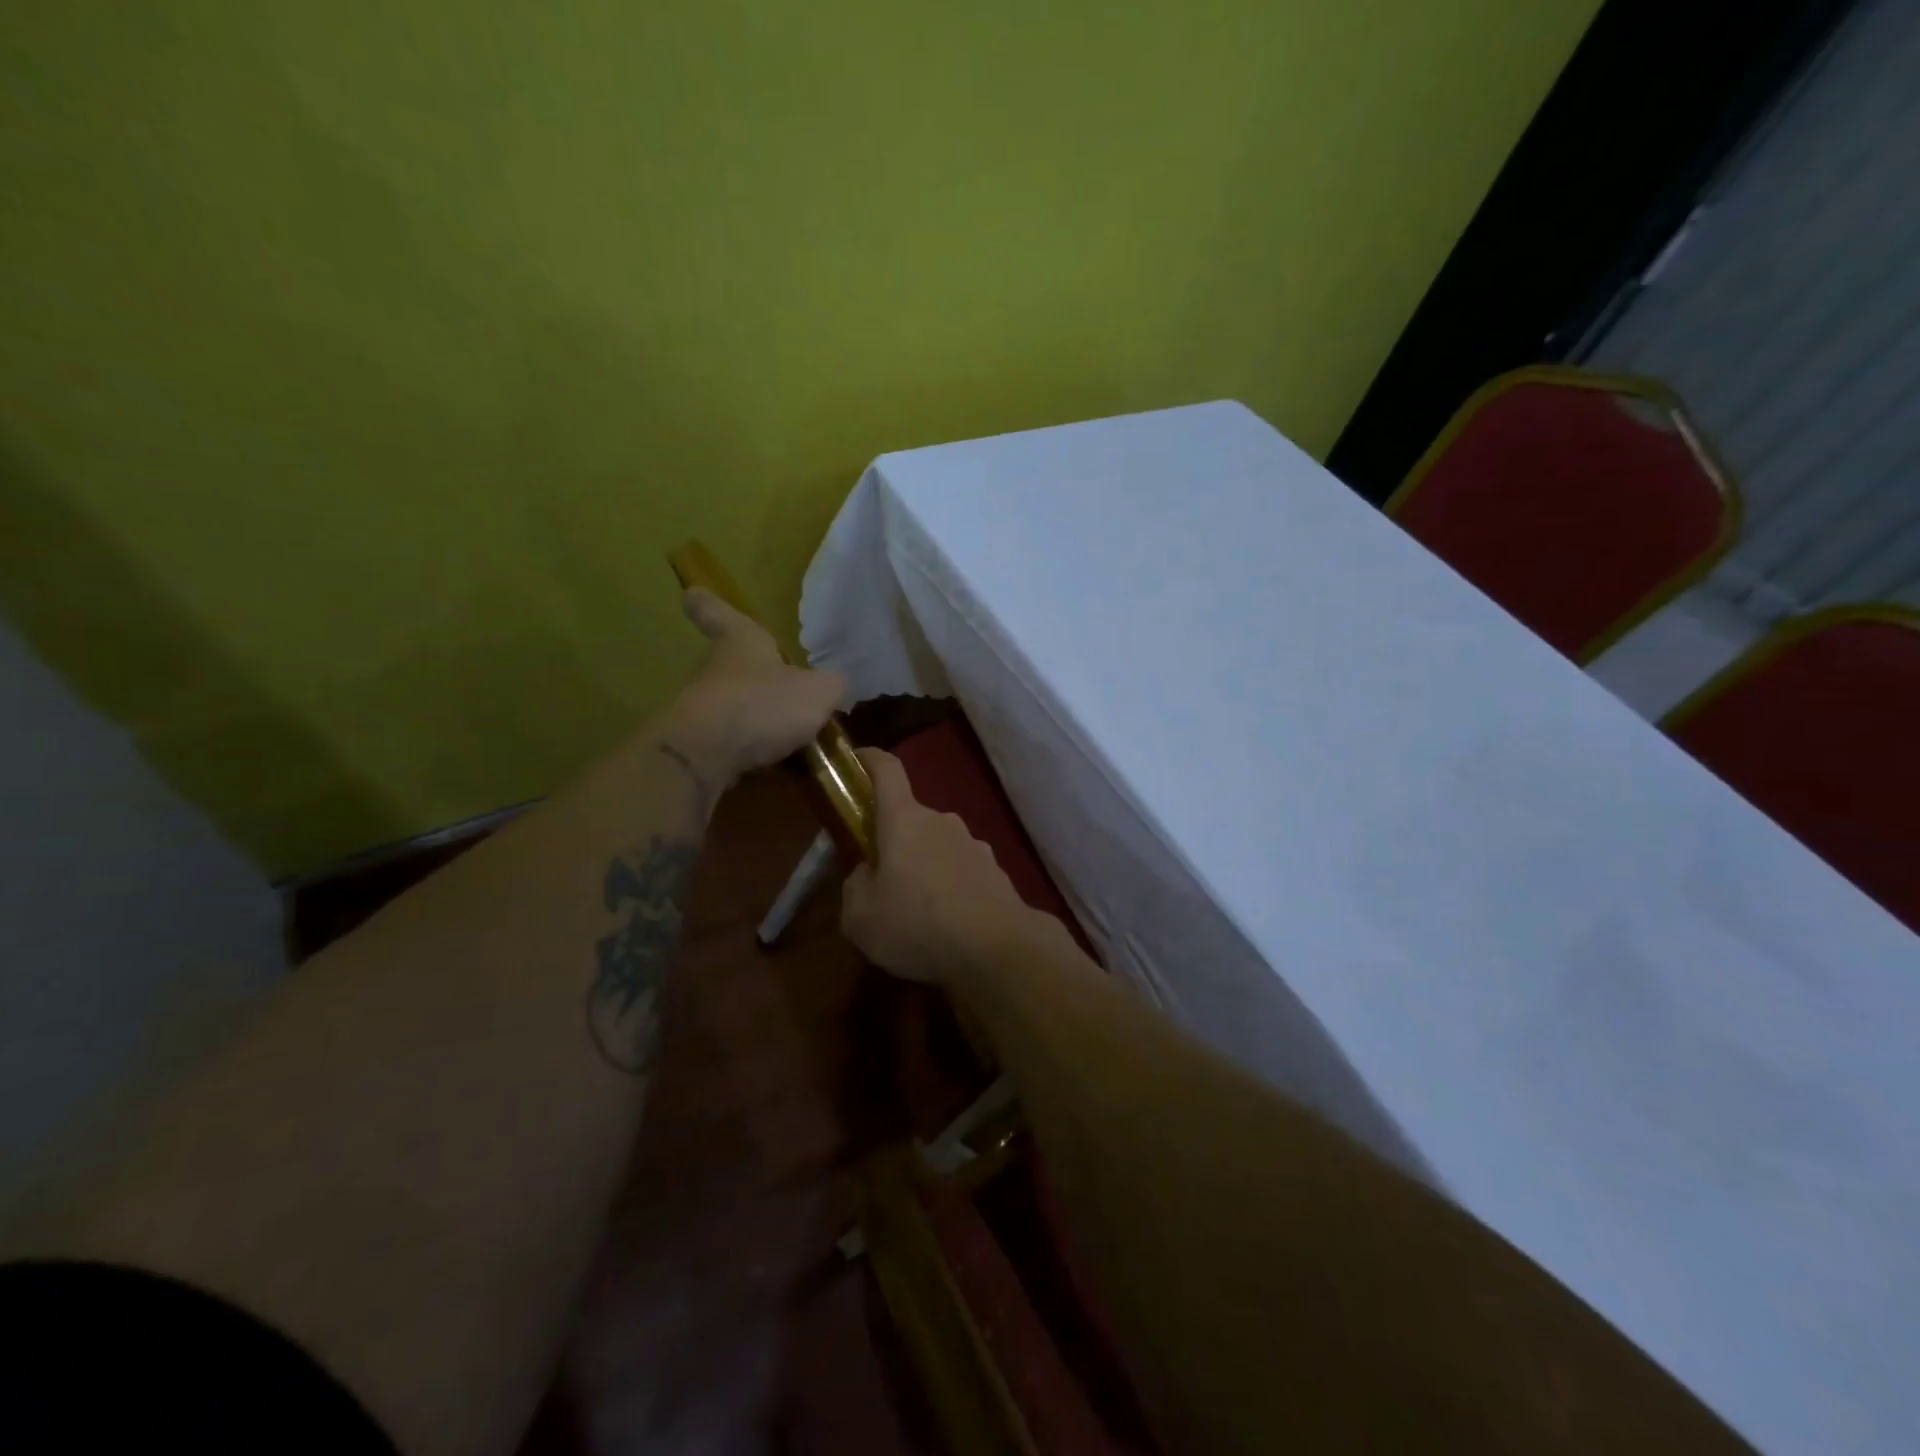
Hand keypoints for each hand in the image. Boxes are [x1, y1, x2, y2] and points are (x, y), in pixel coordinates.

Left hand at [664, 589, 845, 786]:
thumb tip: (834, 685)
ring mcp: (704, 709)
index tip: (692, 593)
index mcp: (741, 642)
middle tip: (784, 689)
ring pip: (735, 708)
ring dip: (759, 721)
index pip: (718, 613)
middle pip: (732, 665)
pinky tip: (782, 769)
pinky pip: (736, 746)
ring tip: (794, 740)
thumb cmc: (763, 705)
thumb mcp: (818, 692)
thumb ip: (831, 685)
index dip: (709, 604)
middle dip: (755, 676)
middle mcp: (717, 670)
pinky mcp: (701, 746)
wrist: (706, 756)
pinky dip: (756, 755)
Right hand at [840, 748, 1044, 984]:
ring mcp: (973, 844)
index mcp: (904, 820)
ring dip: (922, 868)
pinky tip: (946, 925)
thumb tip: (866, 875)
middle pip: (909, 819)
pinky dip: (949, 888)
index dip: (869, 759)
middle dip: (892, 842)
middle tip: (879, 882)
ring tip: (915, 914)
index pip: (886, 770)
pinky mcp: (995, 871)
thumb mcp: (860, 917)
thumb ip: (854, 887)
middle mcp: (941, 821)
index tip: (856, 760)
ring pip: (936, 847)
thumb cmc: (918, 925)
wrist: (998, 949)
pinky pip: (960, 871)